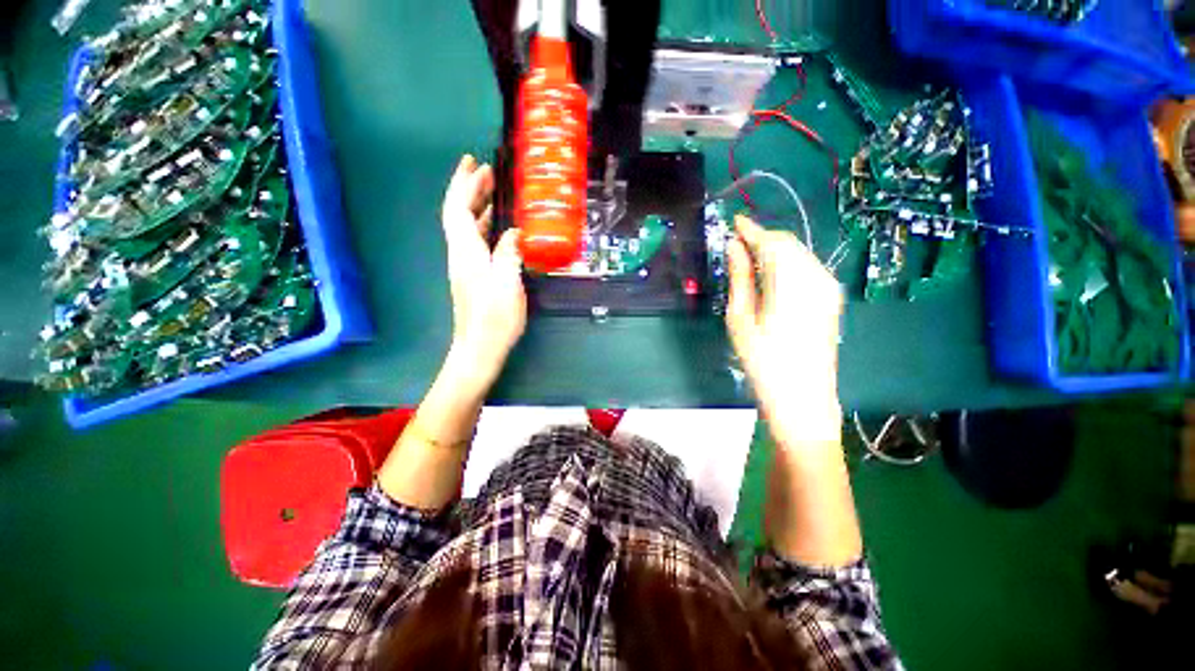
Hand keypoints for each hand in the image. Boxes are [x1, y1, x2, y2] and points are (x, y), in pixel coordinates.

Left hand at [440, 155, 525, 380]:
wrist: (479, 347)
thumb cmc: (495, 318)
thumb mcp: (508, 283)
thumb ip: (510, 253)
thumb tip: (514, 232)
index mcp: (466, 252)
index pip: (457, 208)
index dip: (463, 184)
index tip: (473, 163)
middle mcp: (461, 255)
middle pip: (458, 214)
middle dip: (469, 190)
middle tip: (487, 172)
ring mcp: (465, 267)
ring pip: (465, 229)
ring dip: (477, 207)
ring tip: (494, 194)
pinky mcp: (472, 277)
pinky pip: (474, 242)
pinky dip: (483, 227)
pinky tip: (498, 230)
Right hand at [726, 215, 842, 444]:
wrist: (803, 400)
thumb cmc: (762, 361)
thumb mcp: (741, 318)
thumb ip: (740, 278)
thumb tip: (734, 247)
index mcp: (791, 282)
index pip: (771, 242)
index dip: (751, 229)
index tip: (734, 221)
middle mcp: (816, 277)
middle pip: (788, 244)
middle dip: (762, 238)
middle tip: (737, 241)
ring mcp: (828, 288)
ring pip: (799, 254)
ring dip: (774, 251)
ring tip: (749, 257)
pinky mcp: (831, 299)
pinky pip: (807, 268)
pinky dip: (787, 264)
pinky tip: (771, 275)